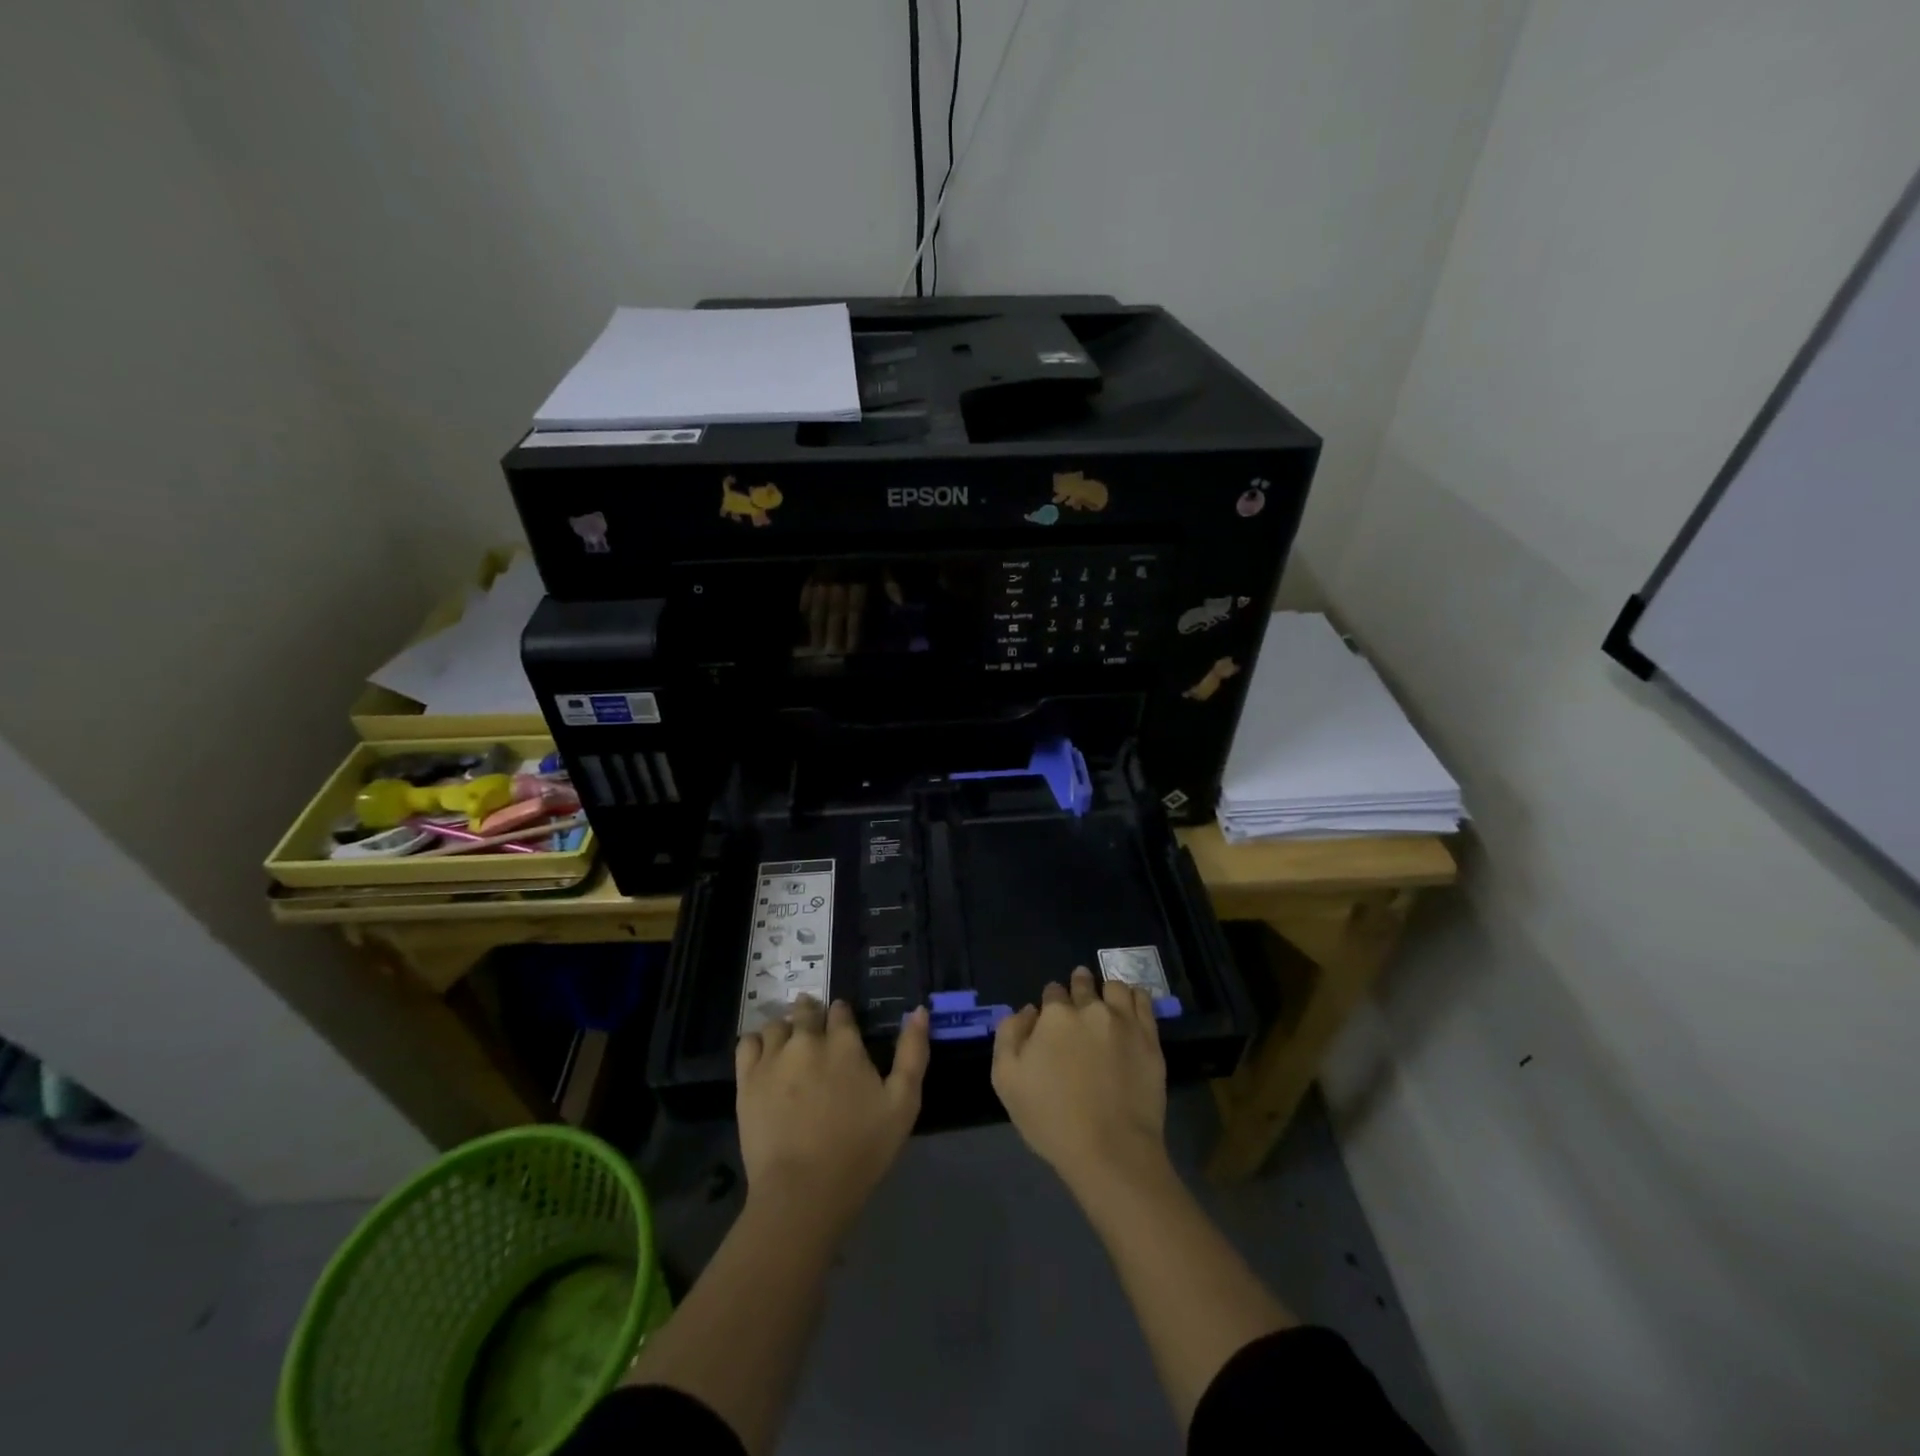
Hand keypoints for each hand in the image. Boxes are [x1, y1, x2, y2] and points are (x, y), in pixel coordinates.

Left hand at [735, 997, 929, 1234]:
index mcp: (845, 1044)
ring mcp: (773, 1058)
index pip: (840, 1011)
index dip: (842, 1015)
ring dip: (786, 1027)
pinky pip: (748, 1043)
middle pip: (807, 1011)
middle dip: (812, 1014)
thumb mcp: (903, 1103)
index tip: (843, 1024)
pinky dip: (757, 1041)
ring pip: (777, 1024)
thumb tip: (920, 1010)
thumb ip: (913, 1053)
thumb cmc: (861, 1150)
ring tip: (790, 1042)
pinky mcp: (747, 1080)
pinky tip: (764, 1054)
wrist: (803, 1191)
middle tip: (815, 1027)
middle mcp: (807, 1040)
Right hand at [992, 966, 1169, 1197]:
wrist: (1110, 1151)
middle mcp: (1090, 1008)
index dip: (1050, 1002)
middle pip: (1083, 984)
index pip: (1052, 992)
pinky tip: (1129, 1006)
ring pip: (1114, 987)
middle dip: (1078, 986)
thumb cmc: (1051, 1119)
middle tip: (1078, 999)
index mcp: (1055, 1015)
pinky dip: (1133, 997)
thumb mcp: (1006, 1079)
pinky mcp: (1150, 1038)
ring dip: (1106, 991)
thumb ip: (1009, 1034)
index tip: (1051, 1016)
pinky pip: (1143, 1000)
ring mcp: (1124, 1021)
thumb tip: (1029, 1011)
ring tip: (1105, 1003)